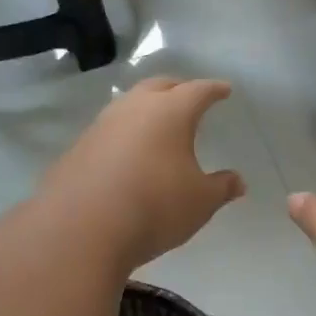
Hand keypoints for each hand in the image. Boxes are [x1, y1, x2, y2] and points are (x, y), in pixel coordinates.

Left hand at [42, 77, 246, 270]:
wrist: (81, 229)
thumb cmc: (155, 206)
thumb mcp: (200, 202)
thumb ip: (221, 188)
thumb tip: (237, 181)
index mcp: (170, 112)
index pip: (198, 91)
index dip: (214, 90)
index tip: (224, 90)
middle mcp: (134, 108)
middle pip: (159, 86)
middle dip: (177, 89)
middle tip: (189, 97)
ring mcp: (101, 126)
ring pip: (129, 105)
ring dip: (146, 109)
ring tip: (158, 124)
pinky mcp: (78, 148)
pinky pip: (109, 131)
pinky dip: (125, 134)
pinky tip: (129, 154)